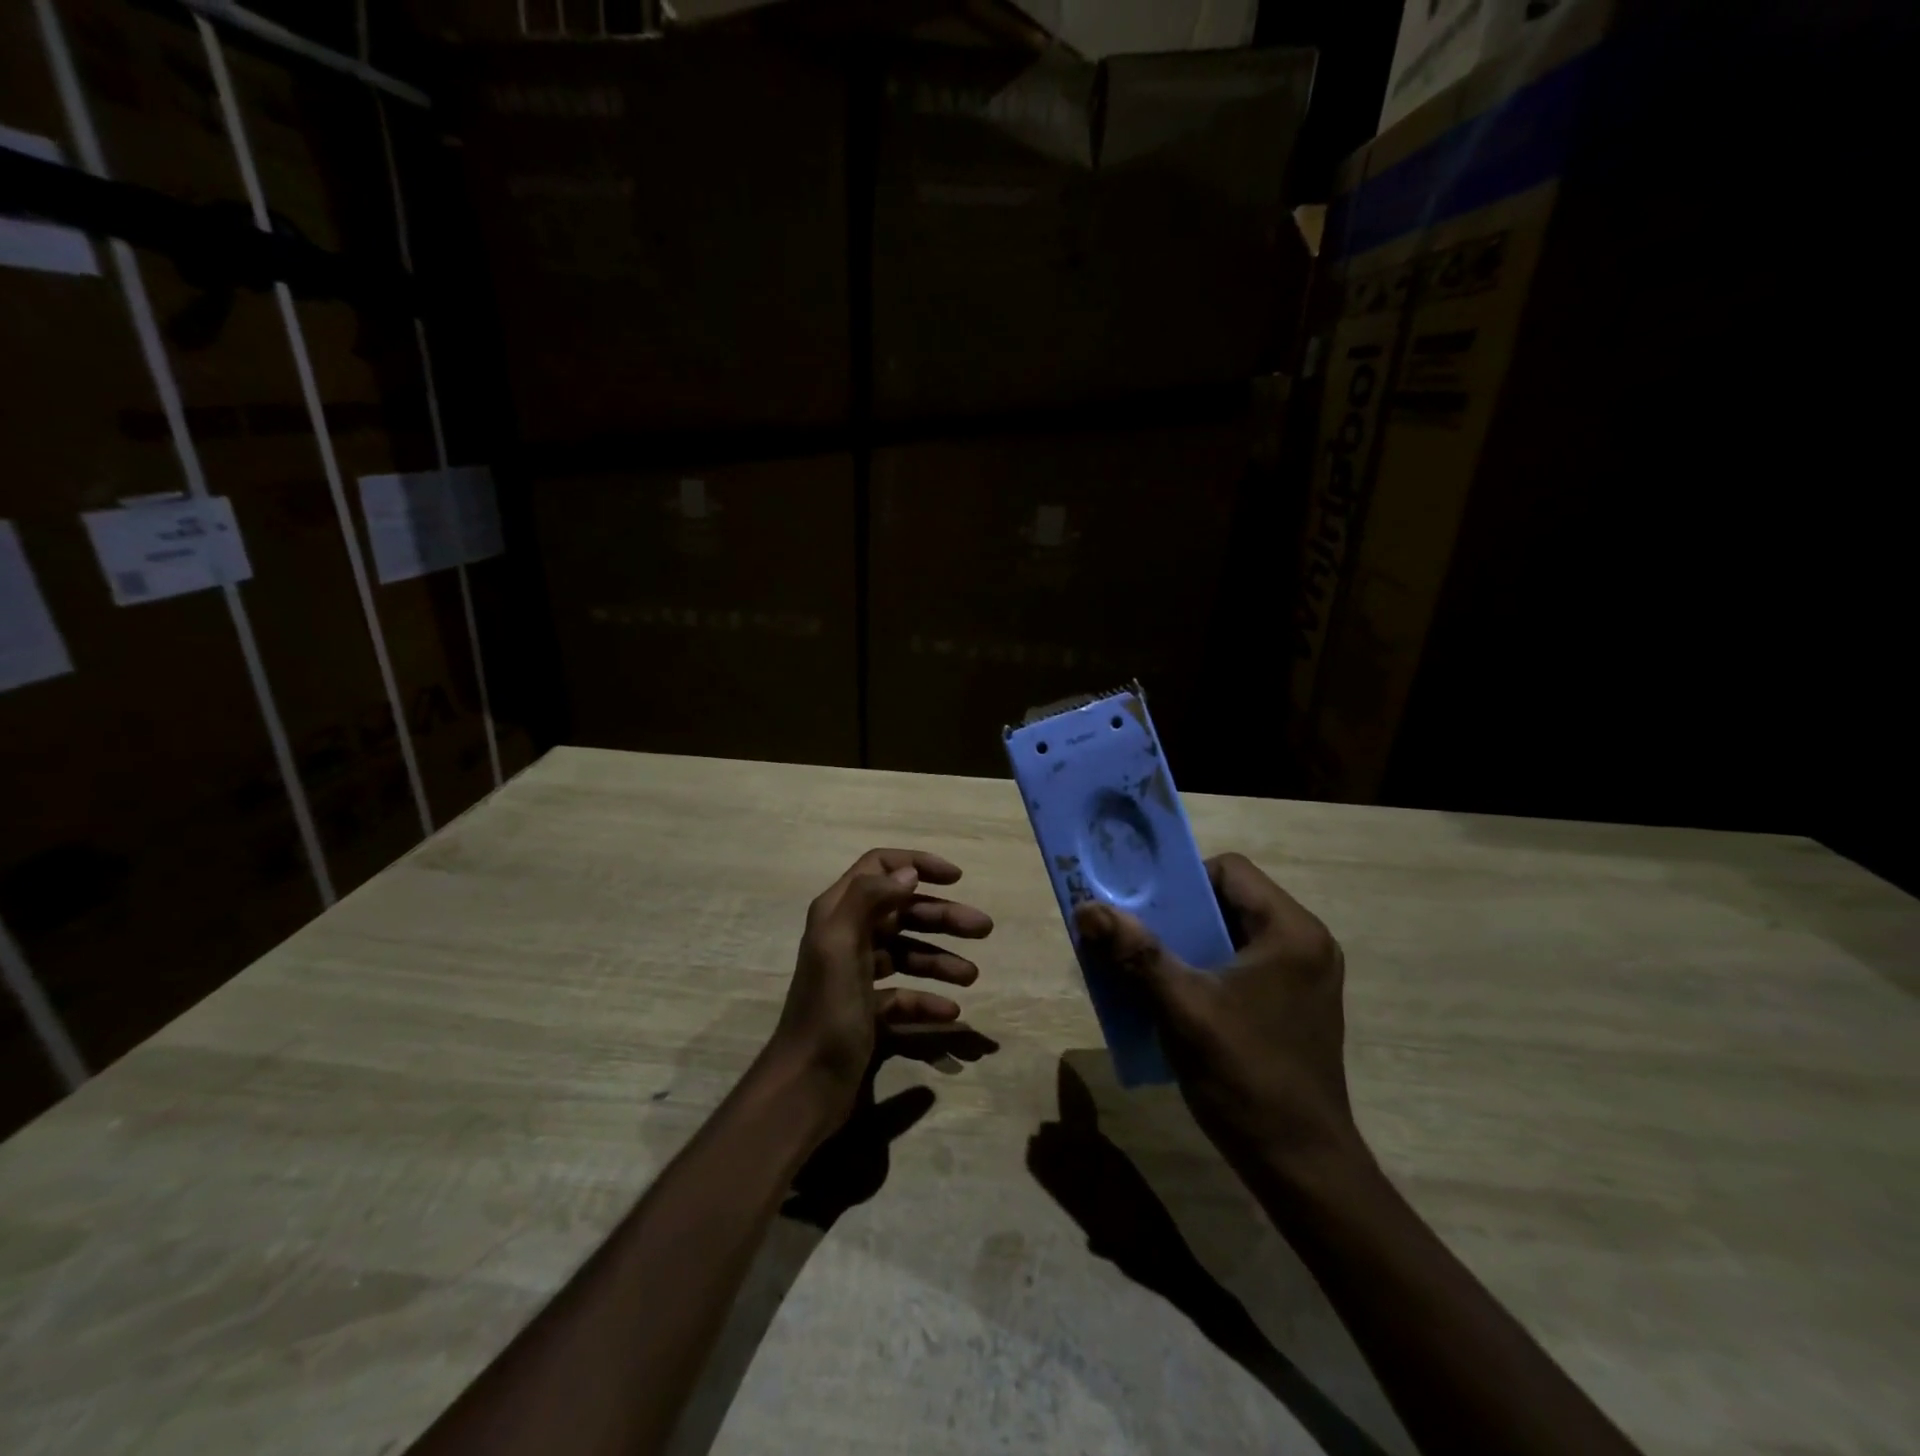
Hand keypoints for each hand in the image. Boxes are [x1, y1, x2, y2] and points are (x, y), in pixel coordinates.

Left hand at [768, 848, 992, 1130]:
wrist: (804, 1085)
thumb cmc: (825, 1010)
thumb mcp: (839, 945)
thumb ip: (869, 898)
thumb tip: (908, 874)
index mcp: (838, 913)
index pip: (879, 867)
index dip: (917, 865)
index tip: (955, 878)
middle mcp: (848, 936)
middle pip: (902, 911)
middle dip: (943, 916)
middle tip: (984, 929)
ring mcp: (858, 975)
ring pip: (908, 953)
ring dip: (942, 959)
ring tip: (972, 976)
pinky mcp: (868, 1010)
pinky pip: (905, 995)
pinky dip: (928, 1000)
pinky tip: (950, 1012)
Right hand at [1073, 853, 1361, 1179]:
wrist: (1302, 1166)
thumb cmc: (1247, 1078)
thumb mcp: (1184, 1010)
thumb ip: (1137, 954)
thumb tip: (1088, 908)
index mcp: (1291, 932)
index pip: (1229, 870)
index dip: (1182, 880)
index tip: (1146, 909)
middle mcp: (1305, 942)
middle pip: (1230, 899)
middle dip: (1178, 914)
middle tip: (1136, 935)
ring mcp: (1304, 975)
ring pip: (1233, 933)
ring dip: (1188, 943)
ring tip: (1148, 966)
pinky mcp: (1296, 1002)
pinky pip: (1242, 963)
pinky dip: (1206, 968)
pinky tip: (1177, 996)